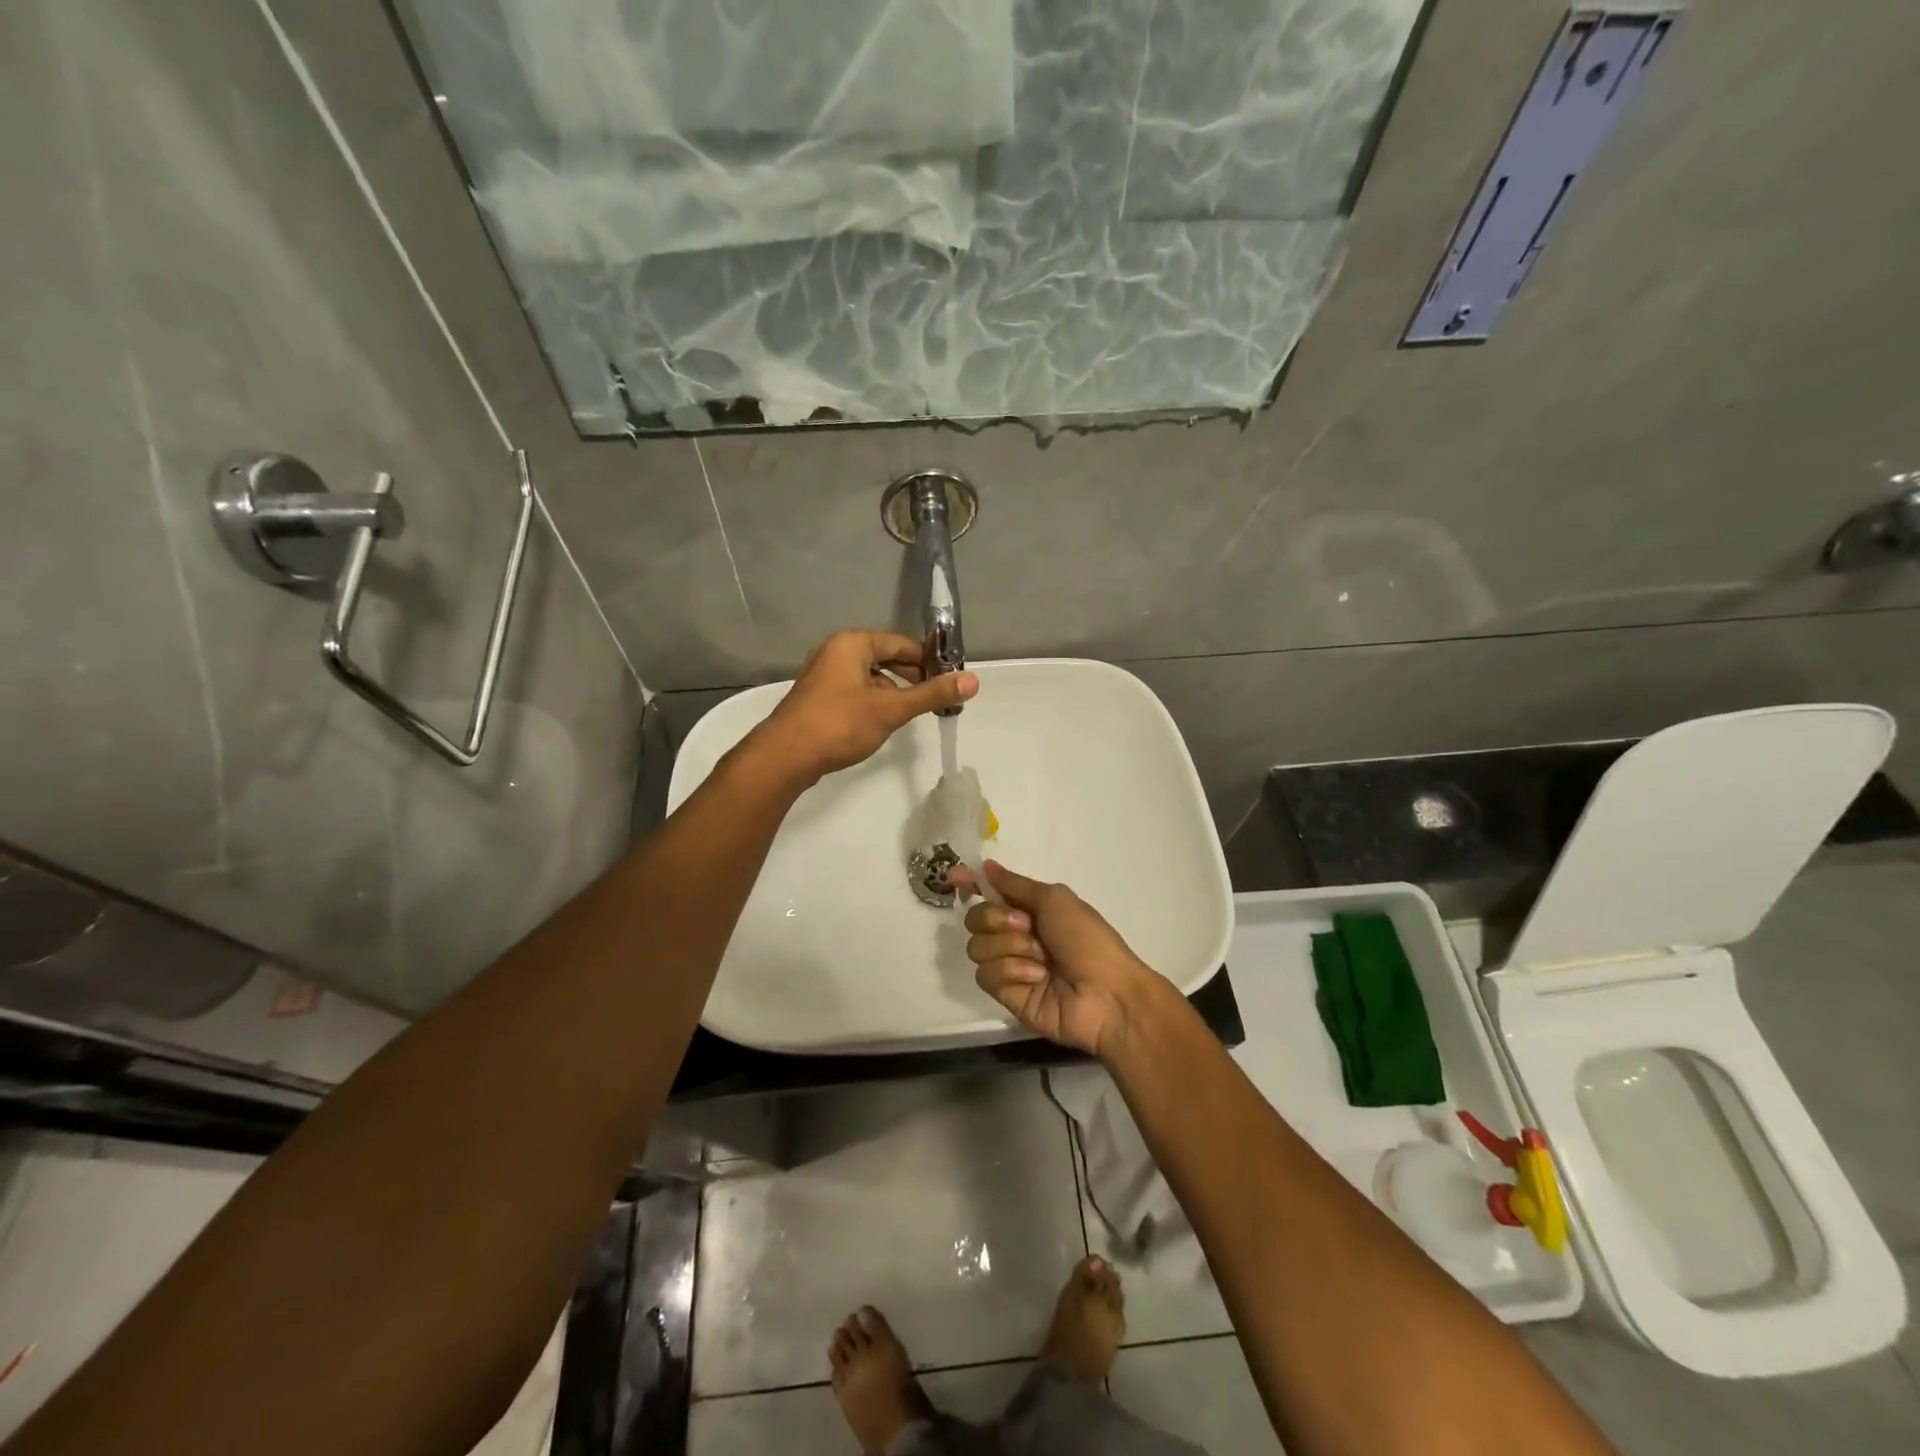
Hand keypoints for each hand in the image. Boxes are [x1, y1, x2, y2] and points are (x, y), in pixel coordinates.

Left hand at [751, 630, 977, 783]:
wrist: (785, 756)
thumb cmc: (839, 724)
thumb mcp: (891, 709)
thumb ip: (932, 694)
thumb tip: (973, 680)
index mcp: (852, 643)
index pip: (901, 643)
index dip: (928, 660)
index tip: (949, 680)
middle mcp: (835, 652)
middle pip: (884, 658)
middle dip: (911, 677)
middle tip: (935, 699)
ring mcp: (823, 675)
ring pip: (869, 677)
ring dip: (892, 692)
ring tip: (911, 713)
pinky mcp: (817, 698)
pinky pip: (854, 691)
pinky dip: (872, 701)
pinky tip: (882, 723)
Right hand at [955, 861, 1162, 1058]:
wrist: (1107, 994)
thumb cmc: (1087, 939)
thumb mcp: (1055, 899)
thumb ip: (1015, 885)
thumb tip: (987, 865)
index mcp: (1030, 910)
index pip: (990, 893)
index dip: (970, 885)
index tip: (955, 877)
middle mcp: (1016, 935)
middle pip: (975, 919)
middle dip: (996, 919)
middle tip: (1025, 925)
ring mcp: (1010, 966)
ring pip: (977, 947)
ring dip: (1009, 947)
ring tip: (1040, 958)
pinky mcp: (1007, 995)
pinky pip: (987, 975)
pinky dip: (1012, 971)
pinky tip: (1037, 978)